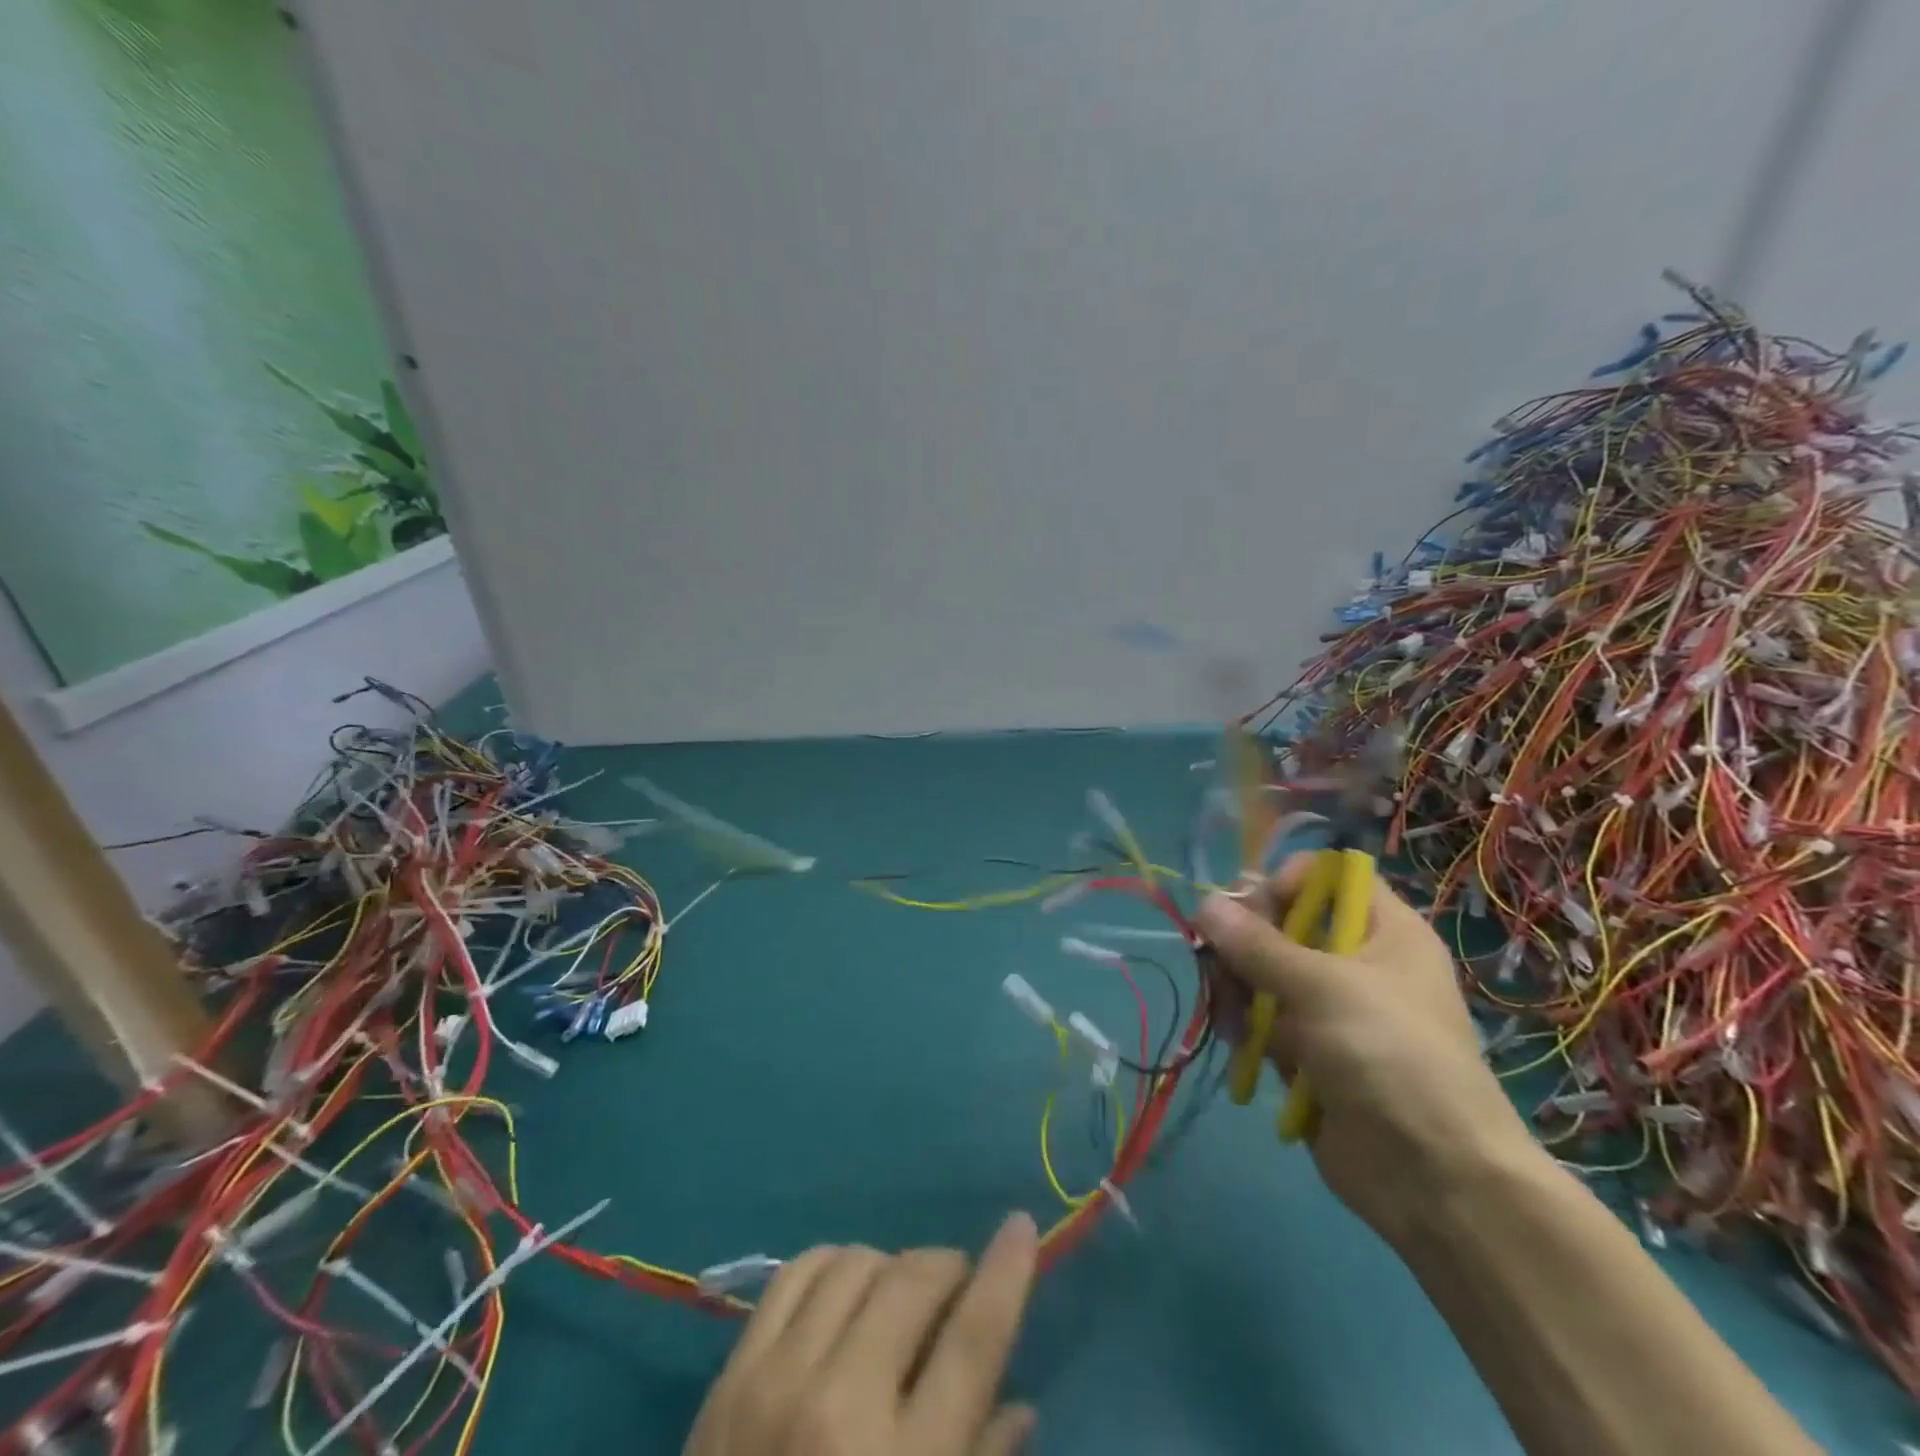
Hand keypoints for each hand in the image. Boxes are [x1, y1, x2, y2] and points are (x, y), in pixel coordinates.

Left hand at [683, 1212, 1039, 1455]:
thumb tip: (1021, 1405)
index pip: (972, 1340)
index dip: (1005, 1274)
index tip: (1021, 1225)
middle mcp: (841, 1406)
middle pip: (912, 1282)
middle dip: (947, 1266)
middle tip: (957, 1284)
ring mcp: (778, 1379)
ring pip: (855, 1263)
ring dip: (891, 1267)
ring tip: (898, 1296)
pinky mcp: (732, 1372)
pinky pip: (795, 1272)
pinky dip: (832, 1264)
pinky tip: (845, 1287)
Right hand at [1197, 856, 1536, 1246]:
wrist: (1435, 1179)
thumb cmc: (1390, 1056)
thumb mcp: (1321, 986)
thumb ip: (1256, 944)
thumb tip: (1204, 904)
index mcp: (1384, 932)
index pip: (1327, 878)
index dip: (1286, 883)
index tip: (1256, 911)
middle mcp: (1357, 963)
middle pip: (1282, 925)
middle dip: (1245, 942)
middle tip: (1223, 964)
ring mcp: (1330, 1010)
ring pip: (1263, 974)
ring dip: (1238, 988)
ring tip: (1232, 1016)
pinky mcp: (1308, 1052)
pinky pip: (1262, 1020)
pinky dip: (1245, 1027)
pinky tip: (1238, 1044)